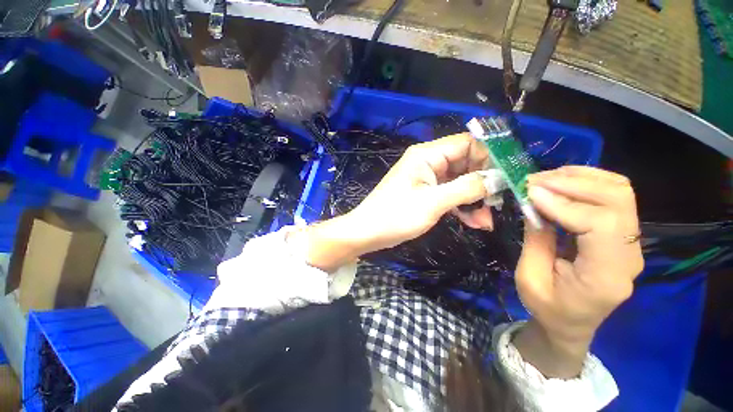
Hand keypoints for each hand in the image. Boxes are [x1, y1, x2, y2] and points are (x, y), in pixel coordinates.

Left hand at [346, 133, 493, 251]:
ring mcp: (427, 178)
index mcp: (427, 155)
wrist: (368, 232)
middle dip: (483, 183)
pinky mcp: (426, 192)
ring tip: (485, 220)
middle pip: (466, 163)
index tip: (508, 177)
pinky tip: (473, 222)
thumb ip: (466, 188)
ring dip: (474, 199)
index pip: (467, 143)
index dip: (490, 156)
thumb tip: (498, 178)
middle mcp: (428, 161)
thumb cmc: (395, 216)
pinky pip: (450, 193)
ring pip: (460, 181)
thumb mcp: (432, 203)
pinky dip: (462, 206)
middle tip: (497, 204)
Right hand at [513, 166, 643, 376]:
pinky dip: (588, 181)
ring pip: (619, 191)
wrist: (571, 323)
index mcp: (605, 277)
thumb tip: (533, 202)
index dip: (564, 204)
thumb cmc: (547, 307)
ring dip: (581, 178)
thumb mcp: (529, 278)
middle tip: (534, 181)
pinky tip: (562, 182)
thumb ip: (535, 239)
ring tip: (546, 178)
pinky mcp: (623, 234)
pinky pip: (614, 196)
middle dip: (573, 183)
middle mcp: (629, 256)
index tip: (530, 193)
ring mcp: (631, 242)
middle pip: (617, 200)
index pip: (601, 225)